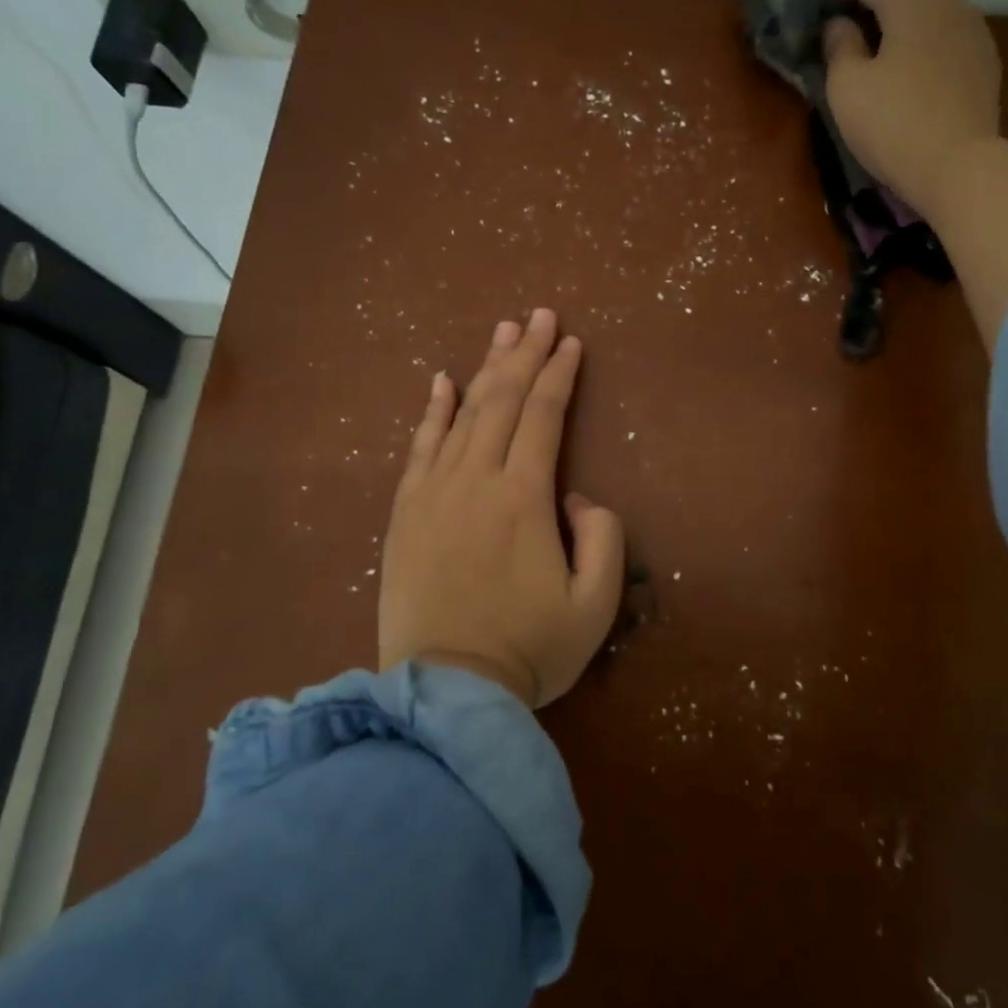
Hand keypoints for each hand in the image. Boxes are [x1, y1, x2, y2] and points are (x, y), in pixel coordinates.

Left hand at [379, 309, 625, 706]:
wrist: (444, 691)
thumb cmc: (528, 650)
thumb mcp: (595, 604)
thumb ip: (603, 538)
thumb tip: (576, 498)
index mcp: (524, 497)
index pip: (544, 416)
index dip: (560, 375)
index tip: (571, 342)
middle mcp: (476, 480)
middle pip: (503, 400)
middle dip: (526, 354)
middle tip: (540, 316)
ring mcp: (434, 493)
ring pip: (463, 413)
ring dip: (486, 368)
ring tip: (503, 332)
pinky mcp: (405, 513)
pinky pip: (420, 447)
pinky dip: (433, 411)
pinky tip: (442, 381)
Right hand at [818, 0, 1002, 217]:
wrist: (961, 169)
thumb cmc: (894, 124)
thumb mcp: (847, 87)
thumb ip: (839, 46)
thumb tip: (841, 26)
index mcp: (913, 0)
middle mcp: (950, 3)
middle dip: (865, 1)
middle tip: (835, 19)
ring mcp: (973, 34)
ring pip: (924, 16)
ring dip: (894, 25)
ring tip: (868, 45)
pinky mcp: (983, 66)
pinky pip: (940, 42)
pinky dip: (916, 46)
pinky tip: (902, 69)